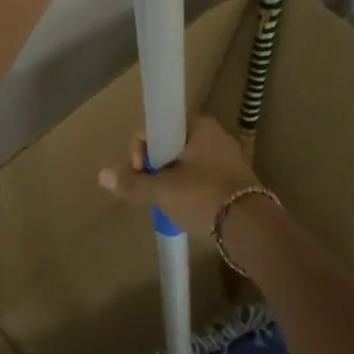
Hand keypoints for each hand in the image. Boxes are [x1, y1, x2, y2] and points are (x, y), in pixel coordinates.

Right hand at [97, 116, 263, 236]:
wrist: (251, 227)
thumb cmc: (203, 197)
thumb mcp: (162, 191)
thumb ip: (132, 182)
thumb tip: (101, 174)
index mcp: (200, 126)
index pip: (159, 126)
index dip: (143, 147)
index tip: (139, 168)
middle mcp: (215, 135)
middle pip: (171, 146)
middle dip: (155, 167)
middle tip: (151, 191)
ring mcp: (228, 159)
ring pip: (186, 164)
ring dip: (171, 180)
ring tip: (166, 204)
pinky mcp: (235, 181)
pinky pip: (202, 179)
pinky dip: (189, 190)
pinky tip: (184, 209)